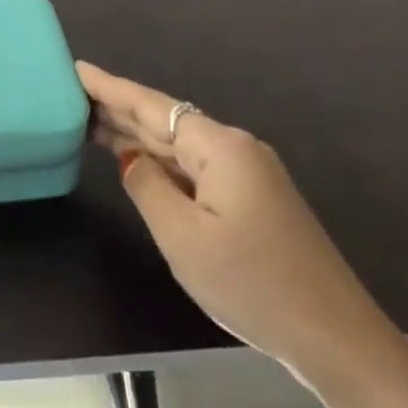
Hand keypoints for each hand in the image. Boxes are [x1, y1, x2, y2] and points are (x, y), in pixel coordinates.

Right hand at [79, 61, 407, 407]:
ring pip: (180, 146)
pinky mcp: (253, 199)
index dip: (110, 88)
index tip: (76, 68)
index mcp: (220, 148)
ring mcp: (248, 174)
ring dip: (137, 136)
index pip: (151, 106)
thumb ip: (147, 187)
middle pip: (165, 121)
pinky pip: (195, 168)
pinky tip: (137, 161)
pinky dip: (161, 162)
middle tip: (71, 97)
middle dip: (119, 109)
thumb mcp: (183, 237)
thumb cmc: (252, 284)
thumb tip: (131, 160)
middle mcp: (235, 149)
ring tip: (90, 123)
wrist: (336, 338)